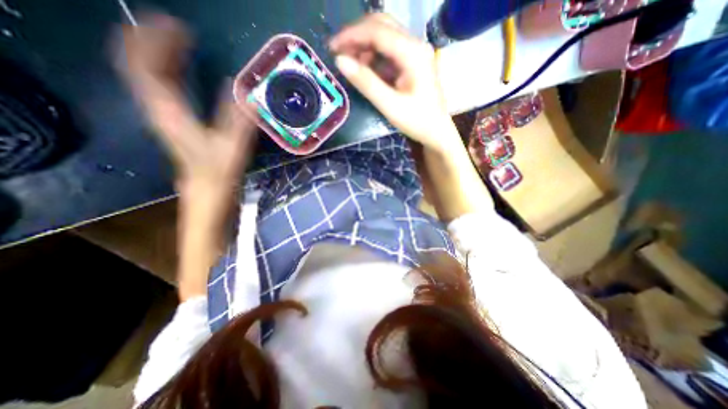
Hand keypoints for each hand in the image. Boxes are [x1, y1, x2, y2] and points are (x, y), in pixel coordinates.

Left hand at [119, 14, 256, 192]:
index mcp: (170, 112)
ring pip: (145, 72)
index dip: (155, 41)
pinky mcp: (171, 120)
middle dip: (152, 39)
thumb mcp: (232, 146)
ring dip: (157, 51)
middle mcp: (158, 108)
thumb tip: (244, 95)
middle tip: (178, 28)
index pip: (146, 65)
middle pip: (138, 63)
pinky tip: (178, 66)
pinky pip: (158, 84)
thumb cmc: (220, 171)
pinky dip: (164, 68)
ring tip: (178, 40)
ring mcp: (163, 114)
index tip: (178, 26)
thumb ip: (237, 120)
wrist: (208, 190)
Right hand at [329, 14, 452, 152]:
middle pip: (381, 26)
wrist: (436, 131)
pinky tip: (365, 68)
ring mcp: (414, 52)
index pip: (377, 31)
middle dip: (356, 36)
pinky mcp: (412, 62)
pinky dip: (373, 56)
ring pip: (384, 36)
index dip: (351, 35)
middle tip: (338, 53)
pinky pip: (388, 50)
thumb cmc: (416, 121)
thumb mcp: (389, 105)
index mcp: (412, 52)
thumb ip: (366, 83)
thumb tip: (339, 61)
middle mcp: (415, 44)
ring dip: (364, 45)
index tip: (332, 48)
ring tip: (349, 63)